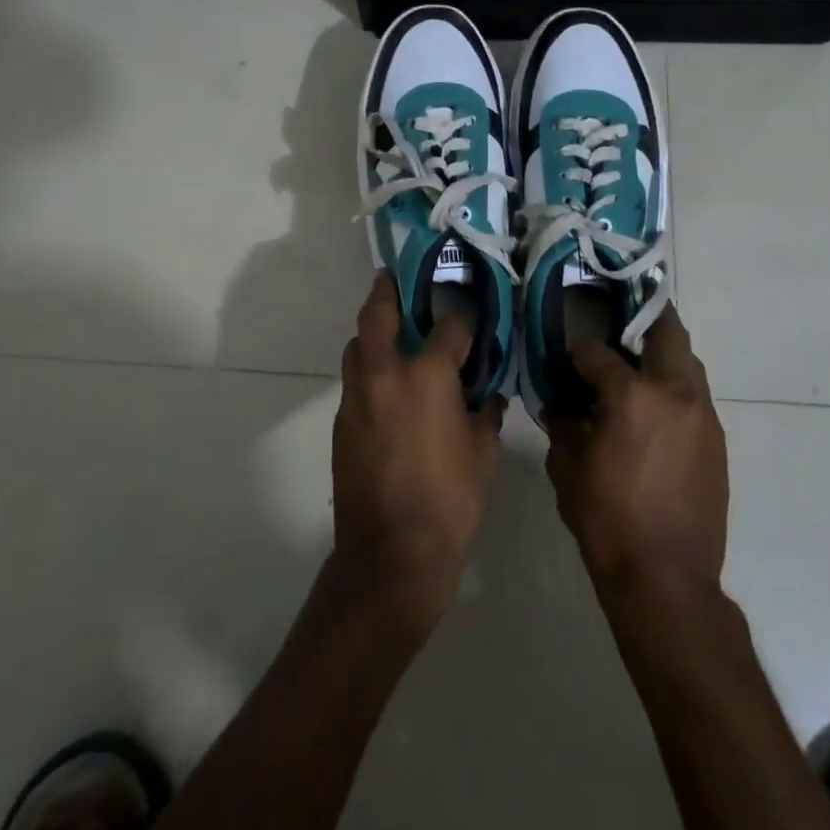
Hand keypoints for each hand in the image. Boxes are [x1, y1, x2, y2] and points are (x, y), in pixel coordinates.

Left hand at [331, 273, 503, 629]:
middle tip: (396, 278)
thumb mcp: (485, 452)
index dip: (464, 317)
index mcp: (428, 374)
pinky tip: (387, 388)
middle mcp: (386, 373)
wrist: (392, 551)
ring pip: (357, 344)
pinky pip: (354, 380)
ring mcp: (357, 395)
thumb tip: (489, 394)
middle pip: (378, 312)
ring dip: (373, 331)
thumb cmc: (451, 499)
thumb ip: (486, 412)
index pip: (449, 325)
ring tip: (392, 334)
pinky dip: (368, 370)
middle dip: (388, 290)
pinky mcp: (341, 420)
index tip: (472, 313)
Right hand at [543, 309, 727, 595]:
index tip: (569, 353)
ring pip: (687, 361)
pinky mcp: (717, 438)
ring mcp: (702, 414)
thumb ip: (562, 424)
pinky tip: (655, 410)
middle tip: (621, 320)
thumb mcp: (567, 467)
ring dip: (663, 353)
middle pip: (665, 331)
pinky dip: (675, 388)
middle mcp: (674, 392)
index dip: (578, 349)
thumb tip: (560, 403)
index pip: (597, 352)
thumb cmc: (606, 519)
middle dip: (643, 319)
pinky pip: (695, 395)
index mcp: (631, 395)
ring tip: (639, 364)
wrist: (665, 576)